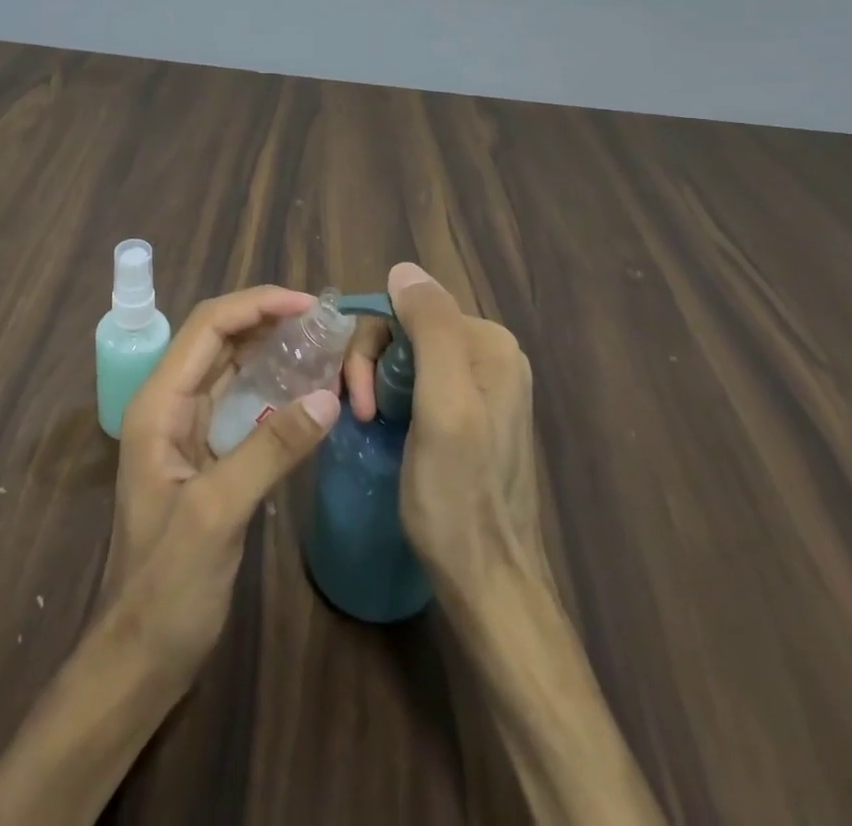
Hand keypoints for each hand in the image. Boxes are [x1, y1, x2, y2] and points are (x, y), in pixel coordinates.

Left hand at [100, 285, 341, 679]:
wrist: (141, 655)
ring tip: (319, 342)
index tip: (307, 306)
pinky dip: (272, 384)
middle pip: (218, 338)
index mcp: (159, 403)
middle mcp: (170, 403)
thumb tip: (328, 397)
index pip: (207, 326)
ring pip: (230, 365)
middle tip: (322, 321)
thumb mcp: (218, 513)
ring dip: (270, 347)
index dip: (256, 305)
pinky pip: (241, 400)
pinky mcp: (206, 452)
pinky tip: (304, 387)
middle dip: (266, 319)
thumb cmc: (167, 587)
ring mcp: (187, 428)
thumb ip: (271, 450)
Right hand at [382, 262, 548, 600]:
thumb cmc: (458, 498)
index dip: (372, 347)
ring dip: (376, 384)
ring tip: (370, 427)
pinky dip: (390, 400)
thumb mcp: (444, 407)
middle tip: (362, 416)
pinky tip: (385, 429)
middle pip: (406, 331)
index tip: (361, 400)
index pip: (407, 310)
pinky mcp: (467, 415)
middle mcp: (490, 356)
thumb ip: (431, 330)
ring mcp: (481, 386)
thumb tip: (403, 268)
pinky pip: (415, 383)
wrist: (487, 583)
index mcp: (490, 344)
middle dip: (373, 367)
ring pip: (405, 357)